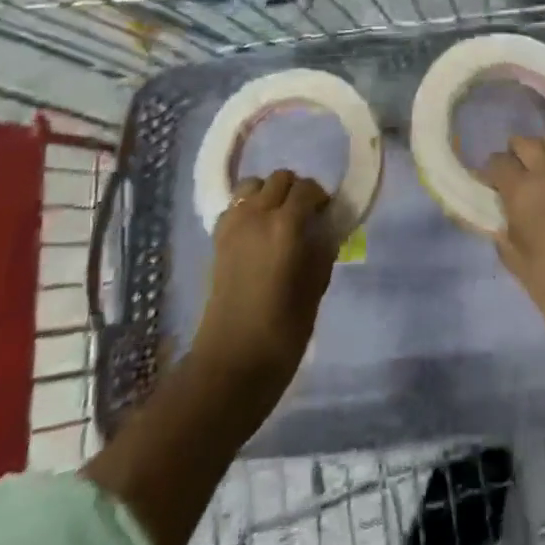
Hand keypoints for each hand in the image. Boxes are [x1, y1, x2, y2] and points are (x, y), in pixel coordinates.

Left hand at [195, 170, 336, 397]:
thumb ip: (322, 252)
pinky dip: (247, 208)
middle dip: (296, 191)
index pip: (307, 189)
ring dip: (268, 193)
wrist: (230, 366)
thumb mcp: (314, 290)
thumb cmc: (281, 333)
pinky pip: (234, 206)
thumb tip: (326, 231)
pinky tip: (256, 232)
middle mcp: (257, 215)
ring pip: (252, 185)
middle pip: (280, 179)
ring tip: (278, 219)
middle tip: (305, 216)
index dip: (320, 198)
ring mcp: (233, 225)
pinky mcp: (217, 240)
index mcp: (286, 225)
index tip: (327, 215)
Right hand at [482, 135, 544, 354]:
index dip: (490, 172)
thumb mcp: (520, 267)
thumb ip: (507, 236)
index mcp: (525, 190)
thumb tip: (504, 220)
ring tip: (543, 172)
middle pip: (527, 142)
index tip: (489, 184)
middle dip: (516, 154)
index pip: (498, 162)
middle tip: (515, 175)